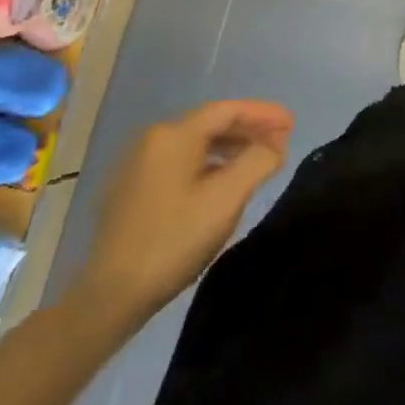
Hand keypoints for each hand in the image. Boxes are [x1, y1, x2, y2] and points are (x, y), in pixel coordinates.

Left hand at [69, 99, 293, 337]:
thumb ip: (258, 161)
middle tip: (281, 140)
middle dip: (249, 129)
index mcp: (174, 135)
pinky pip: (180, 162)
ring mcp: (137, 164)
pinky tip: (222, 181)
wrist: (111, 294)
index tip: (292, 123)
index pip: (228, 110)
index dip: (263, 113)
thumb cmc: (175, 239)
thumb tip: (275, 144)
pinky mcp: (131, 189)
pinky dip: (208, 163)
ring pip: (195, 143)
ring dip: (230, 147)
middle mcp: (152, 139)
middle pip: (210, 123)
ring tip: (258, 159)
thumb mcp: (227, 198)